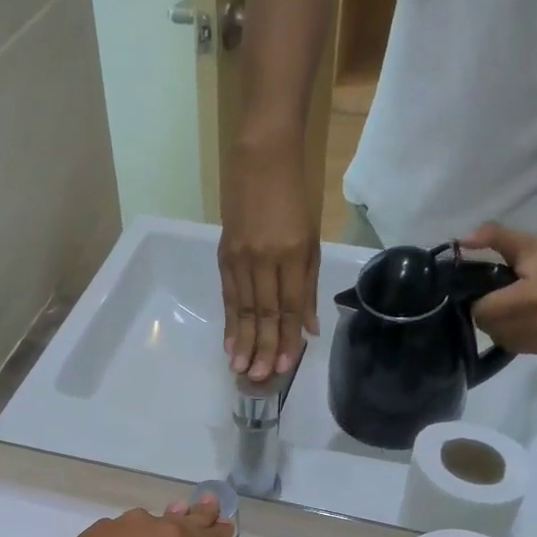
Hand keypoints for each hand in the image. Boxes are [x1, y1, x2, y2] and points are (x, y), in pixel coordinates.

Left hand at [8, 497, 234, 536]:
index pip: (207, 536)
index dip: (221, 535)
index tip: (230, 528)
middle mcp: (147, 526)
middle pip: (182, 519)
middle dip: (199, 514)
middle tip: (211, 503)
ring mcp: (115, 527)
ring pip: (150, 523)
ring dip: (165, 523)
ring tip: (175, 519)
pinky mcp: (90, 535)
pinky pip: (124, 532)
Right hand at [219, 145, 319, 381]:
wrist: (261, 158)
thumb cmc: (295, 198)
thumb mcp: (312, 239)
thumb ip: (309, 285)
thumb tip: (309, 328)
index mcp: (293, 253)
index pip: (290, 305)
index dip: (286, 338)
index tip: (284, 366)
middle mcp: (266, 258)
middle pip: (264, 312)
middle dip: (262, 347)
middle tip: (258, 377)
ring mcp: (241, 256)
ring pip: (242, 307)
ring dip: (242, 341)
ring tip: (239, 368)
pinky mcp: (224, 254)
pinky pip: (227, 294)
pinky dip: (228, 320)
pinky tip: (228, 340)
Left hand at [463, 221, 536, 355]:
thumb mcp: (524, 243)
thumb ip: (493, 238)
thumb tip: (462, 241)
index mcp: (528, 300)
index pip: (481, 311)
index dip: (479, 299)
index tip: (488, 289)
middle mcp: (533, 325)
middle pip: (488, 326)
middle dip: (488, 312)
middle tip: (501, 296)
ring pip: (498, 338)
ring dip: (498, 325)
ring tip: (512, 307)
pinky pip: (513, 346)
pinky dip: (511, 335)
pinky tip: (522, 319)